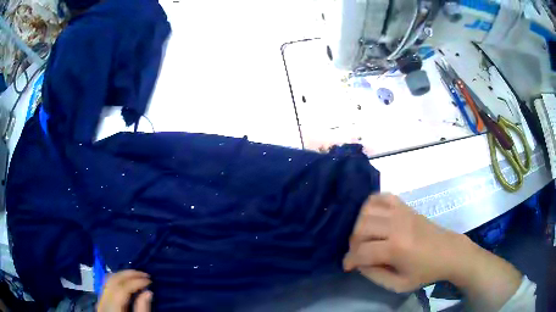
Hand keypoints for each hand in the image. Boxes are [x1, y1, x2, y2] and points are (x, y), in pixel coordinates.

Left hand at [96, 270, 152, 311]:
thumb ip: (142, 310)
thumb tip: (148, 292)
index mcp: (113, 309)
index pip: (122, 289)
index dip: (136, 282)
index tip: (150, 281)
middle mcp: (103, 301)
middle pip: (113, 280)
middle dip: (129, 274)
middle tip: (144, 274)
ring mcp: (100, 300)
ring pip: (108, 280)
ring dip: (122, 275)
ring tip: (136, 276)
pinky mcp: (101, 301)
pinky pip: (107, 284)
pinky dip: (117, 280)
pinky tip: (126, 282)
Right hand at [343, 194, 463, 292]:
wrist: (448, 252)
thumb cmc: (425, 271)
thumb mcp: (399, 285)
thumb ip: (375, 276)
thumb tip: (359, 263)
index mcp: (397, 249)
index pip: (362, 251)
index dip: (349, 260)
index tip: (348, 266)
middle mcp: (396, 226)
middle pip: (361, 228)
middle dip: (353, 243)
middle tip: (358, 253)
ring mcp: (401, 212)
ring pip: (367, 211)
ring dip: (359, 224)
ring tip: (364, 237)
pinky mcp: (405, 206)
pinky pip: (381, 197)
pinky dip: (371, 204)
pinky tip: (372, 217)